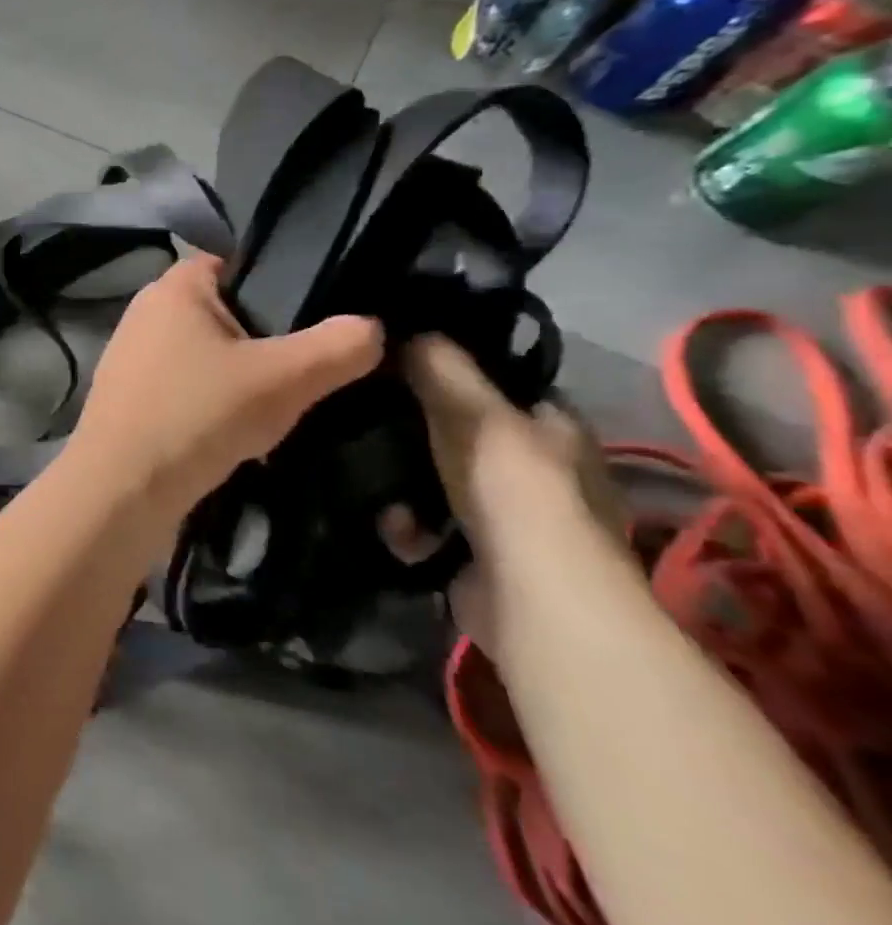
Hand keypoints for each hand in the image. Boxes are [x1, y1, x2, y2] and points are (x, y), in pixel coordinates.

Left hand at [69, 255, 383, 523]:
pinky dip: (211, 403)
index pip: (235, 262)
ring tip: (279, 406)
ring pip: (204, 355)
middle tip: (308, 368)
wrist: (121, 489)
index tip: (320, 313)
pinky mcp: (127, 397)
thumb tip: (372, 327)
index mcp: (173, 287)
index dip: (280, 282)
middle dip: (265, 338)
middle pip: (224, 312)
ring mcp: (130, 357)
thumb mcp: (284, 379)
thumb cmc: (197, 415)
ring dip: (239, 378)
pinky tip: (237, 433)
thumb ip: (337, 348)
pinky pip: (184, 388)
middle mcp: (145, 313)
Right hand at [397, 335, 629, 656]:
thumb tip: (409, 330)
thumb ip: (440, 367)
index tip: (400, 369)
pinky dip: (410, 528)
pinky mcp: (482, 557)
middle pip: (463, 435)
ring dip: (404, 487)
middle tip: (370, 422)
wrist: (531, 594)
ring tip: (378, 486)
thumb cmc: (511, 487)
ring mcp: (513, 518)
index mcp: (555, 427)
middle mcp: (542, 471)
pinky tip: (398, 529)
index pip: (502, 387)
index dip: (455, 375)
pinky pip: (430, 528)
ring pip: (438, 483)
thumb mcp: (471, 411)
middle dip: (416, 435)